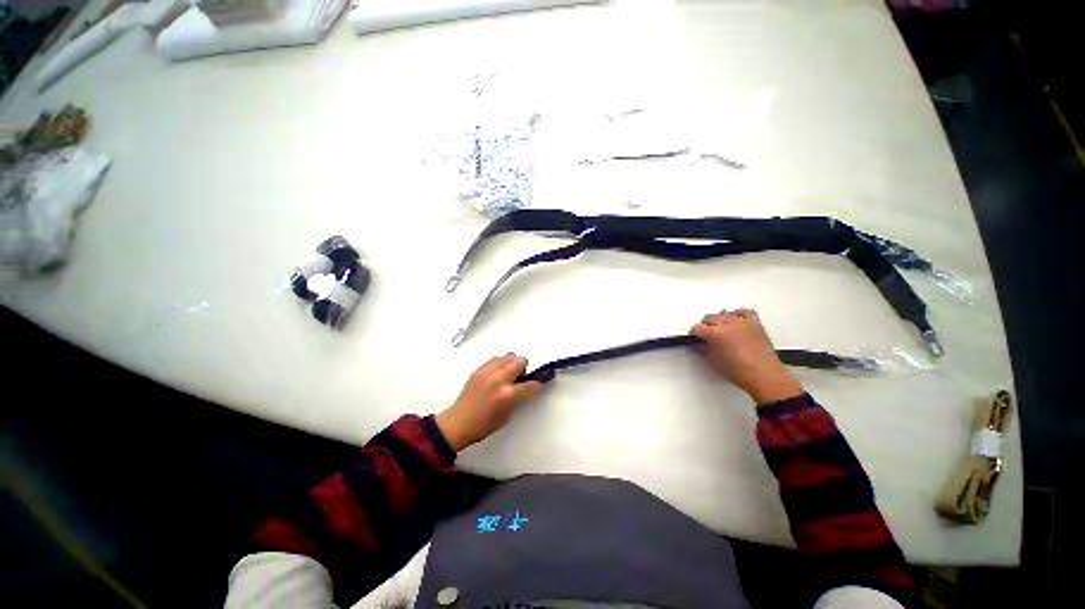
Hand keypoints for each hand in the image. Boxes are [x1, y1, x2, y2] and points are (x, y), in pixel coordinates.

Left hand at [436, 353, 544, 450]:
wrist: (458, 423)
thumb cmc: (484, 425)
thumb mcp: (507, 415)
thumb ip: (517, 398)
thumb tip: (522, 388)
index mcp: (507, 394)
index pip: (529, 385)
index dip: (537, 385)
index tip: (539, 384)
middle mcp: (498, 379)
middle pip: (519, 361)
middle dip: (524, 367)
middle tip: (521, 376)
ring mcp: (488, 372)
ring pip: (507, 356)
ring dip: (512, 363)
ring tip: (508, 374)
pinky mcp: (479, 370)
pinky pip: (495, 359)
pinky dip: (500, 364)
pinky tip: (497, 374)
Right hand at [691, 308, 803, 404]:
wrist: (765, 377)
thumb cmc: (741, 372)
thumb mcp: (714, 362)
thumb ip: (704, 349)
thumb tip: (700, 345)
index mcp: (715, 334)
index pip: (697, 328)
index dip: (694, 334)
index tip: (695, 338)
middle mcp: (728, 325)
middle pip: (710, 317)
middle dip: (705, 325)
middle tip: (705, 334)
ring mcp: (743, 323)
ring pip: (725, 313)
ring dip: (720, 319)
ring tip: (720, 328)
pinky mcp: (755, 325)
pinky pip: (745, 312)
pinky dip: (739, 314)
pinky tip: (736, 320)